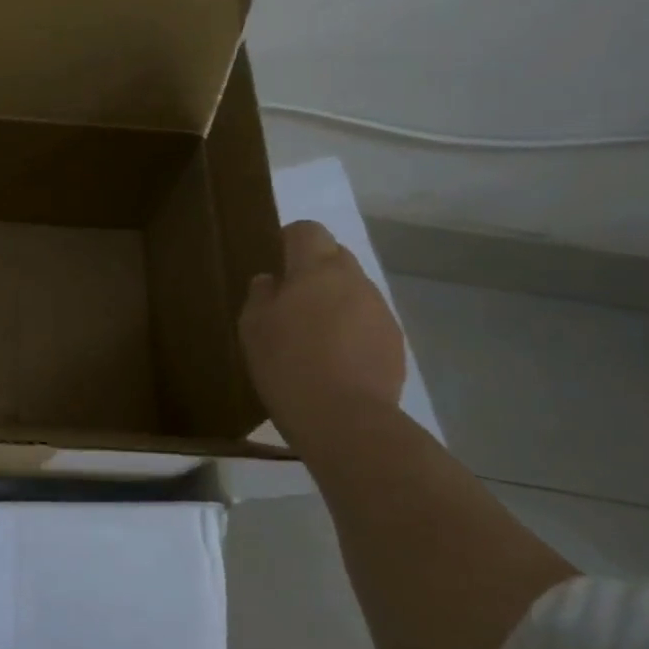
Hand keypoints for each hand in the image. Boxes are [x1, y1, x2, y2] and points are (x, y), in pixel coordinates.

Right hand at [239, 221, 405, 438]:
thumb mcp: (253, 327)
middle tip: (290, 302)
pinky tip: (335, 360)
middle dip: (314, 270)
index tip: (275, 263)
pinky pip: (367, 320)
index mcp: (316, 269)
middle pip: (334, 256)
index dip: (290, 240)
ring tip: (314, 337)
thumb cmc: (287, 364)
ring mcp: (379, 310)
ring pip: (353, 290)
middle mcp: (353, 280)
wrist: (344, 419)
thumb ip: (261, 295)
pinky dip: (352, 329)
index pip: (308, 230)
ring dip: (334, 300)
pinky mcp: (394, 341)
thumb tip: (270, 280)